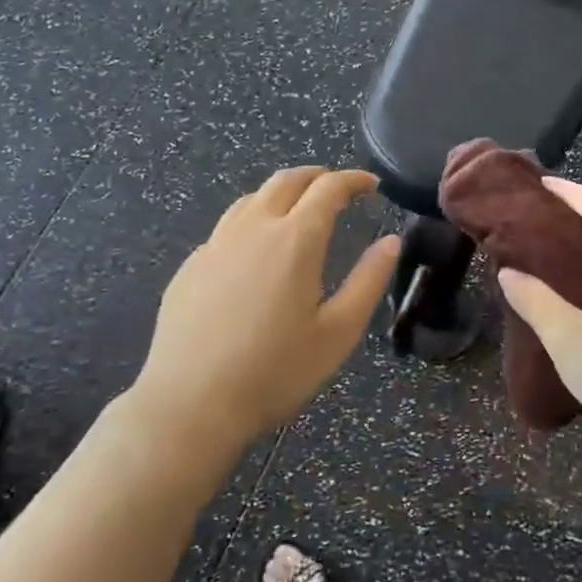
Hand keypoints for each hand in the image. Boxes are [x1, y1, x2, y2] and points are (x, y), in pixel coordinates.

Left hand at [129, 167, 398, 456]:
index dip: (353, 180)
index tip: (370, 184)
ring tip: (298, 210)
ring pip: (251, 198)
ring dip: (281, 193)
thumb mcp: (338, 332)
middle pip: (286, 181)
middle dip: (317, 176)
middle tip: (337, 187)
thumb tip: (391, 242)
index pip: (328, 188)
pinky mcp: (190, 267)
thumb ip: (368, 281)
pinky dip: (252, 221)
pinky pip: (226, 227)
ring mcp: (215, 245)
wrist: (190, 405)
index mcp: (295, 240)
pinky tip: (255, 251)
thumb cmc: (276, 372)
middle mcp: (253, 229)